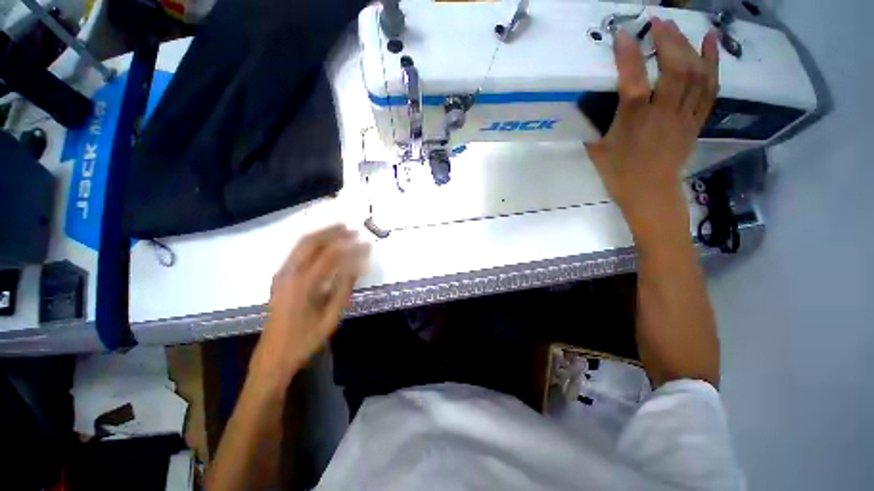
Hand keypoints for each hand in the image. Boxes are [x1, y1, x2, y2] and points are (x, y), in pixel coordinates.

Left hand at [249, 225, 369, 393]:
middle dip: (333, 232)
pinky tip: (325, 244)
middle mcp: (288, 274)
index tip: (366, 243)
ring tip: (341, 230)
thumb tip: (358, 265)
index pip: (330, 256)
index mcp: (303, 286)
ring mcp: (281, 274)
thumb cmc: (305, 340)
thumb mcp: (331, 317)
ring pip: (301, 244)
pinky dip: (313, 243)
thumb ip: (344, 288)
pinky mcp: (279, 277)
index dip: (350, 247)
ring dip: (322, 234)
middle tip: (353, 229)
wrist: (273, 356)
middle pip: (311, 242)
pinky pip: (297, 252)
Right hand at [587, 18, 718, 242]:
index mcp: (633, 124)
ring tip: (678, 27)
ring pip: (695, 74)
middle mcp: (662, 115)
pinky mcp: (696, 121)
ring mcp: (684, 117)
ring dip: (688, 45)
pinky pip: (710, 88)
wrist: (649, 194)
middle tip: (656, 22)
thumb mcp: (597, 151)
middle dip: (667, 40)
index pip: (633, 82)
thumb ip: (593, 125)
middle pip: (674, 70)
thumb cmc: (619, 175)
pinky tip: (710, 41)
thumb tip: (585, 105)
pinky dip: (713, 62)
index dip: (628, 55)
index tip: (623, 34)